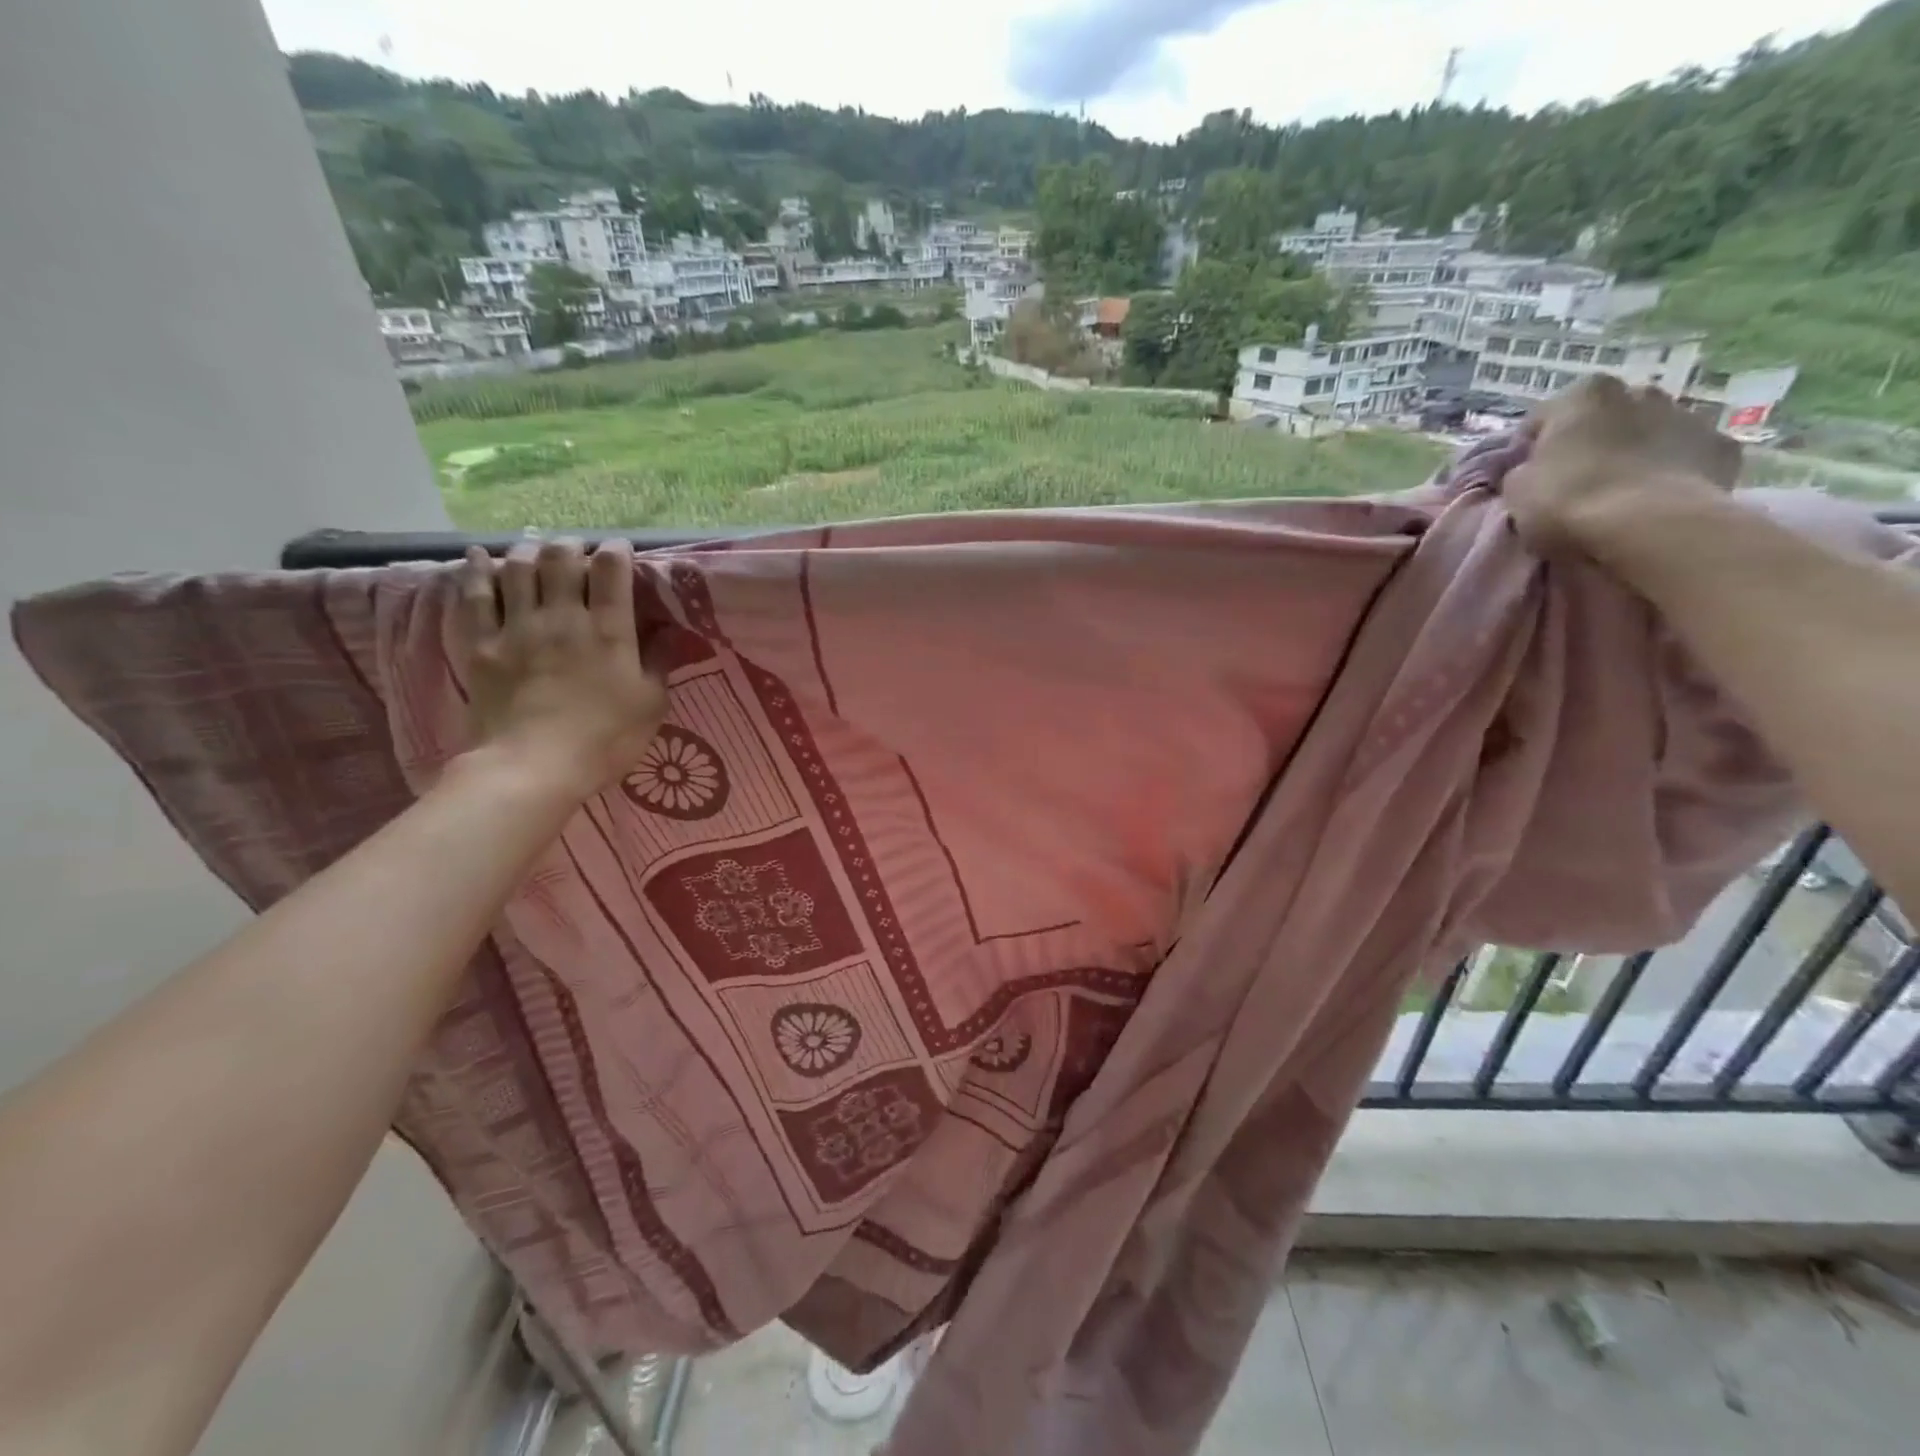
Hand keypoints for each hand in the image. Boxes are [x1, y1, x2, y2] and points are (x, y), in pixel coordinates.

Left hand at [453, 538, 668, 800]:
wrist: (533, 766)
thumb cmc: (605, 739)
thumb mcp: (651, 705)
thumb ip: (659, 663)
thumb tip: (669, 632)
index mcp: (609, 630)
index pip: (611, 570)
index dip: (616, 551)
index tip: (620, 549)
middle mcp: (563, 617)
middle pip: (561, 559)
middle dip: (571, 546)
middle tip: (576, 551)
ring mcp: (518, 627)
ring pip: (518, 568)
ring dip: (528, 551)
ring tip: (535, 550)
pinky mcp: (483, 644)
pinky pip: (474, 596)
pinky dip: (476, 570)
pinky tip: (478, 556)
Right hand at [1504, 375, 1742, 554]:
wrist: (1647, 526)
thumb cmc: (1566, 500)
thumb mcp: (1516, 489)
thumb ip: (1523, 470)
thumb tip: (1532, 471)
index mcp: (1584, 395)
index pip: (1545, 417)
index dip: (1532, 448)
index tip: (1527, 476)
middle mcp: (1640, 392)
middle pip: (1605, 418)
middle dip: (1591, 442)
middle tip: (1572, 482)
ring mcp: (1689, 416)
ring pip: (1649, 433)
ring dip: (1632, 454)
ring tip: (1615, 494)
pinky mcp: (1722, 447)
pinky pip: (1684, 458)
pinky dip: (1669, 473)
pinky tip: (1653, 501)